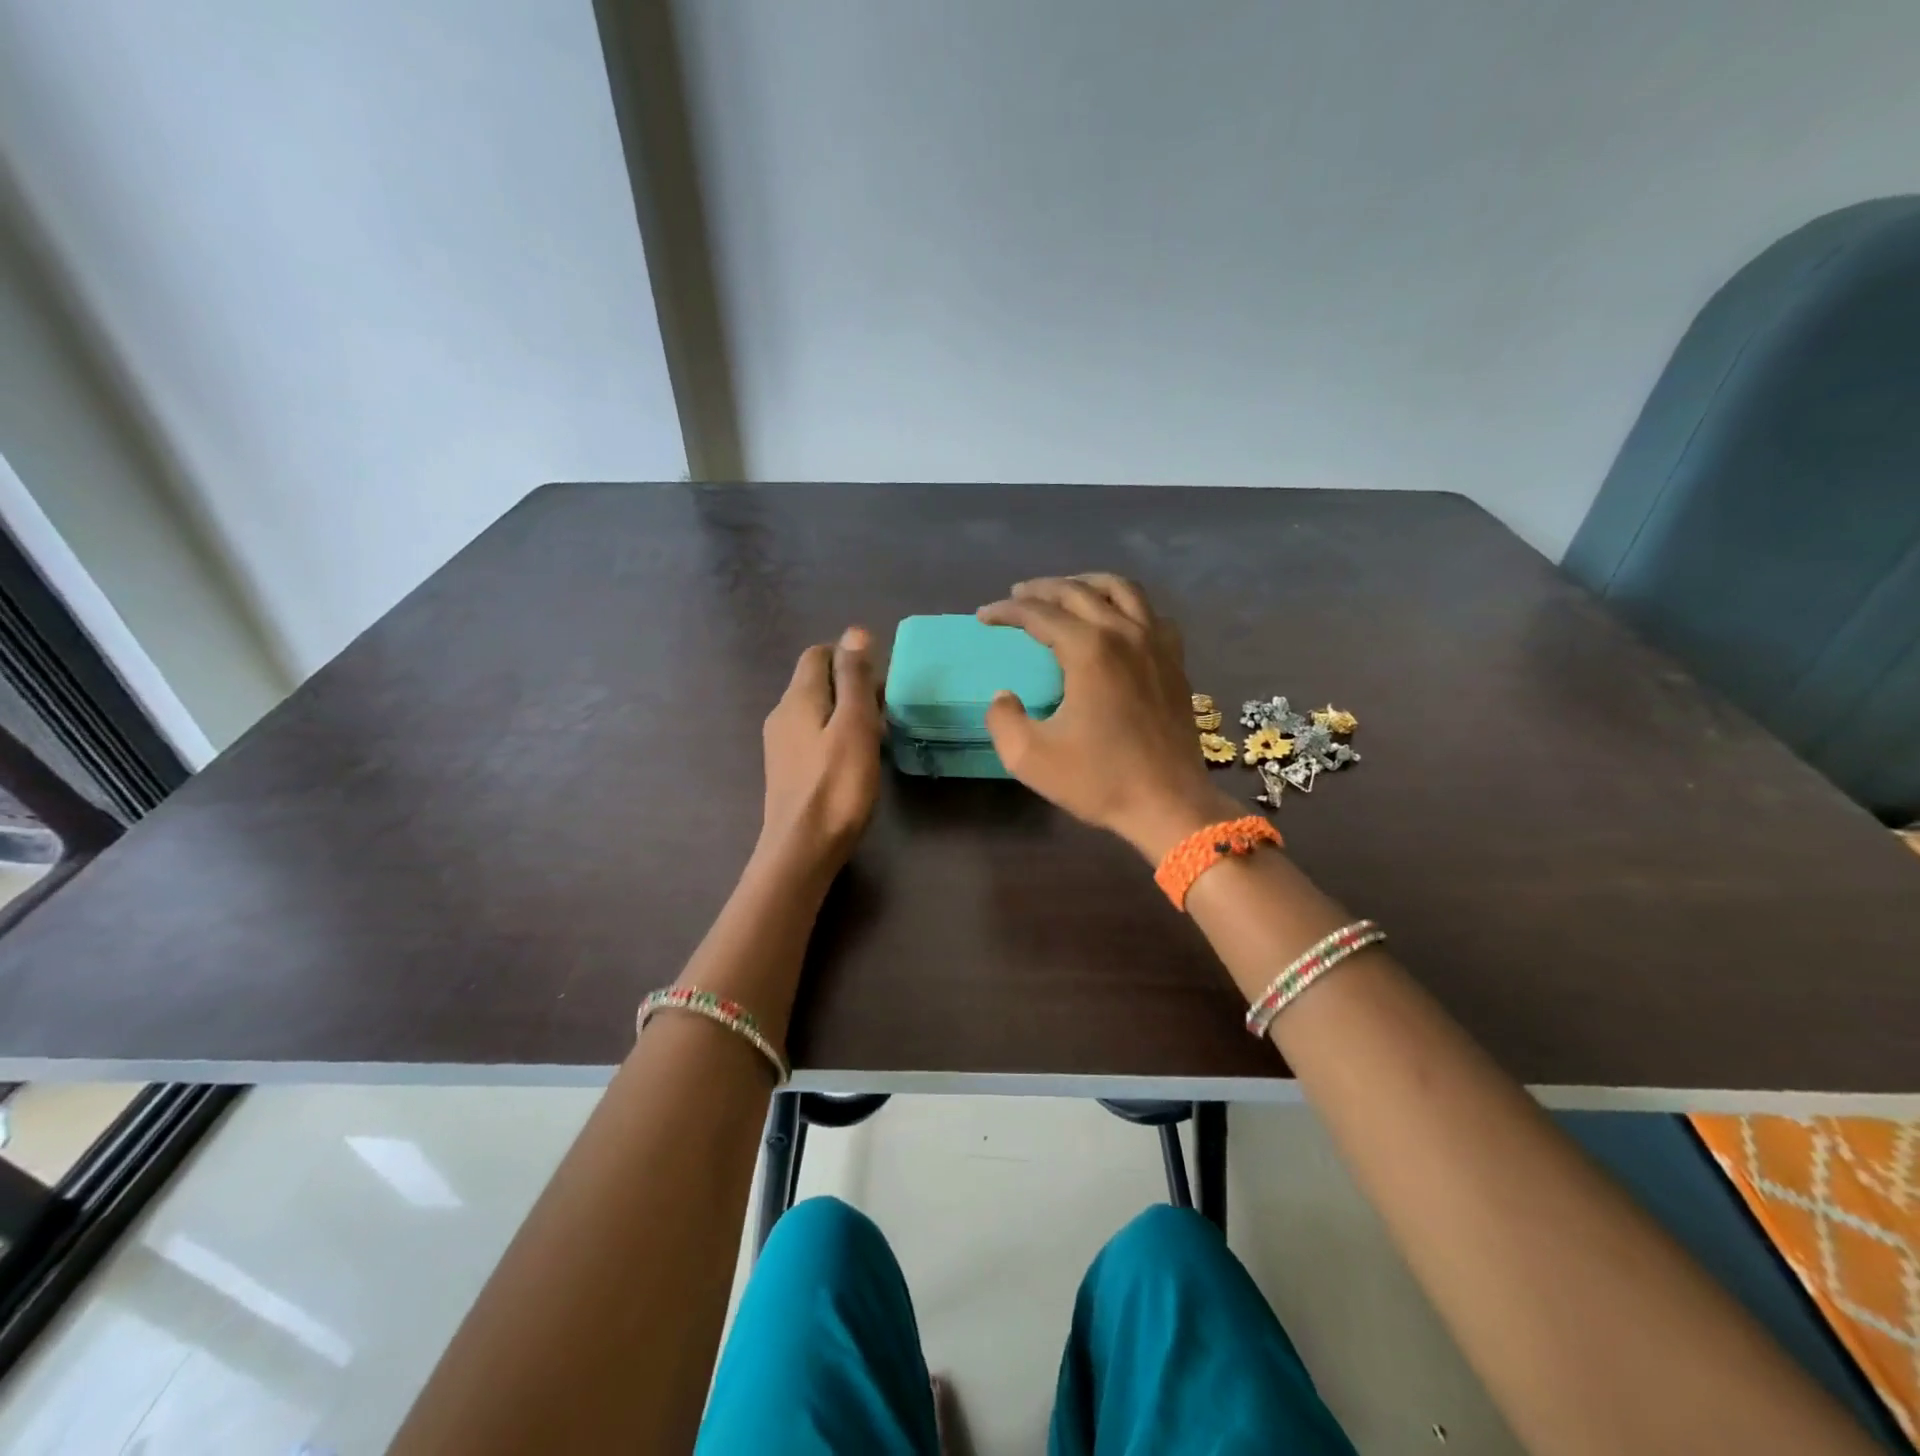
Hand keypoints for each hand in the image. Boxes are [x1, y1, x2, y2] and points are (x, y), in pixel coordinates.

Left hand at [759, 627, 882, 877]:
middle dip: (851, 684)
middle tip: (885, 708)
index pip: (818, 654)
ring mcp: (780, 743)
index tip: (880, 678)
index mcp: (797, 697)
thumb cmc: (837, 785)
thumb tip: (855, 632)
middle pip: (816, 681)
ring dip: (845, 711)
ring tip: (876, 733)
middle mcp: (782, 713)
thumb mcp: (855, 725)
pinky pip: (812, 735)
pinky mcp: (787, 769)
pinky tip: (854, 757)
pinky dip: (835, 734)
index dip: (849, 656)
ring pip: (816, 710)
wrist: (802, 849)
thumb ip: (855, 678)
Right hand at [978, 575, 1239, 860]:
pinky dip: (1127, 606)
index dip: (1007, 611)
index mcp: (1089, 650)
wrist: (1168, 803)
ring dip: (1087, 584)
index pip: (1039, 614)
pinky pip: (1151, 614)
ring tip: (1065, 591)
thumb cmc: (1099, 780)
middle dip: (1042, 589)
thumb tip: (1004, 697)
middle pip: (1078, 591)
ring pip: (1122, 590)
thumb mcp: (1030, 757)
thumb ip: (1002, 719)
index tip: (984, 616)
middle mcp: (1124, 633)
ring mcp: (1156, 644)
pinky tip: (1116, 620)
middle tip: (1017, 595)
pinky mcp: (1175, 660)